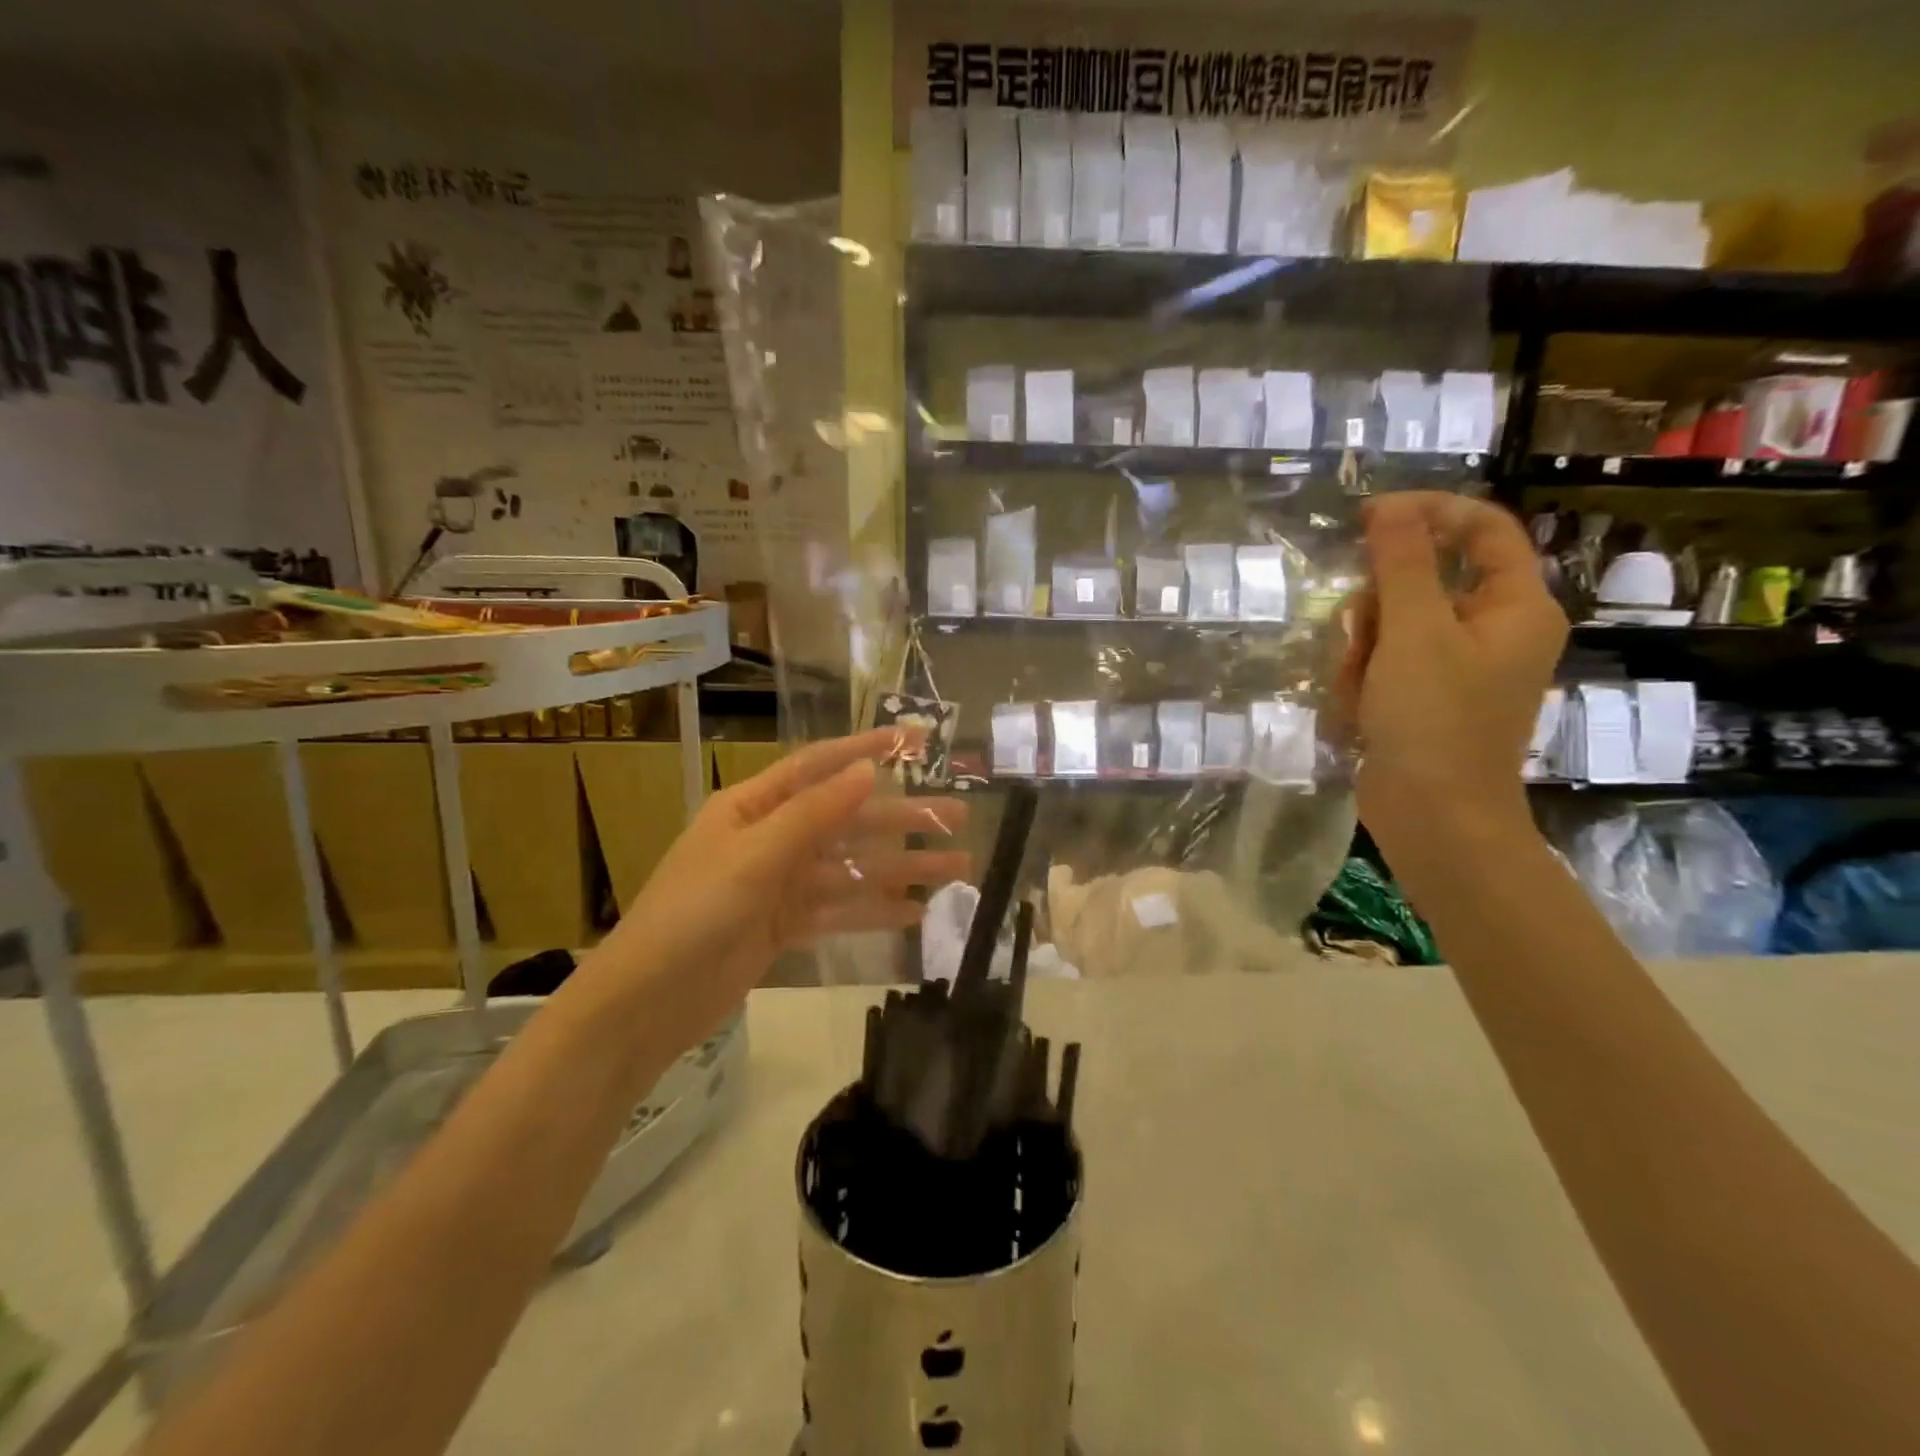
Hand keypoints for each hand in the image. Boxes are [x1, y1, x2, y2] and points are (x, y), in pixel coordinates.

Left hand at [597, 729, 968, 1047]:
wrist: (647, 1004)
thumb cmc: (693, 914)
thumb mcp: (754, 857)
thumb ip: (813, 815)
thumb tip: (868, 771)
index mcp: (753, 808)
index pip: (817, 767)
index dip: (865, 750)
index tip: (913, 741)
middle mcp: (770, 838)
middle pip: (847, 822)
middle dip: (902, 821)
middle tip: (958, 819)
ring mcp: (779, 884)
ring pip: (851, 868)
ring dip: (900, 869)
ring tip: (955, 870)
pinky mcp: (786, 925)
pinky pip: (839, 909)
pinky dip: (874, 910)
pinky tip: (915, 913)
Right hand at [1337, 492, 1566, 876]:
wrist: (1433, 818)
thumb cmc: (1434, 721)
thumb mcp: (1414, 633)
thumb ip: (1402, 565)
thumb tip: (1389, 509)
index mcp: (1516, 607)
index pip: (1482, 530)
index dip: (1428, 513)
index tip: (1367, 518)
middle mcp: (1494, 631)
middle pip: (1426, 580)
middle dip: (1379, 606)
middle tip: (1359, 634)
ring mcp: (1458, 668)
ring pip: (1394, 624)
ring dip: (1362, 648)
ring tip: (1359, 686)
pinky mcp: (1425, 698)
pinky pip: (1385, 662)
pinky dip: (1363, 678)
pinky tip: (1358, 709)